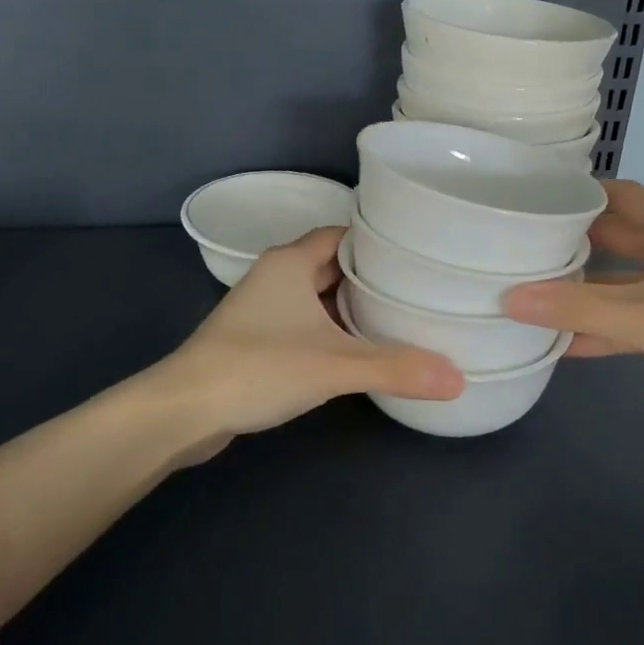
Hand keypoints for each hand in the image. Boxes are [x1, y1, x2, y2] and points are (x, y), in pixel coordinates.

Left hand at [155, 227, 462, 457]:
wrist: (185, 410)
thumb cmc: (258, 367)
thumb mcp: (334, 365)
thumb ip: (395, 368)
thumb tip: (458, 379)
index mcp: (290, 262)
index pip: (342, 234)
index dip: (378, 241)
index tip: (417, 254)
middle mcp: (276, 276)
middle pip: (332, 265)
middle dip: (371, 276)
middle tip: (418, 288)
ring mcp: (263, 309)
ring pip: (317, 296)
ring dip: (350, 307)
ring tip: (398, 318)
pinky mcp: (256, 339)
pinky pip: (304, 323)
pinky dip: (331, 330)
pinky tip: (358, 351)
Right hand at [502, 181, 643, 437]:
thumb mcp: (643, 317)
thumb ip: (575, 307)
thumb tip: (507, 299)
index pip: (619, 194)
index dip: (578, 194)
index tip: (532, 200)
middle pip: (617, 235)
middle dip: (573, 242)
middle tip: (521, 245)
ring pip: (623, 278)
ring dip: (585, 288)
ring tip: (532, 290)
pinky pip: (634, 314)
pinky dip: (604, 324)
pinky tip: (564, 341)